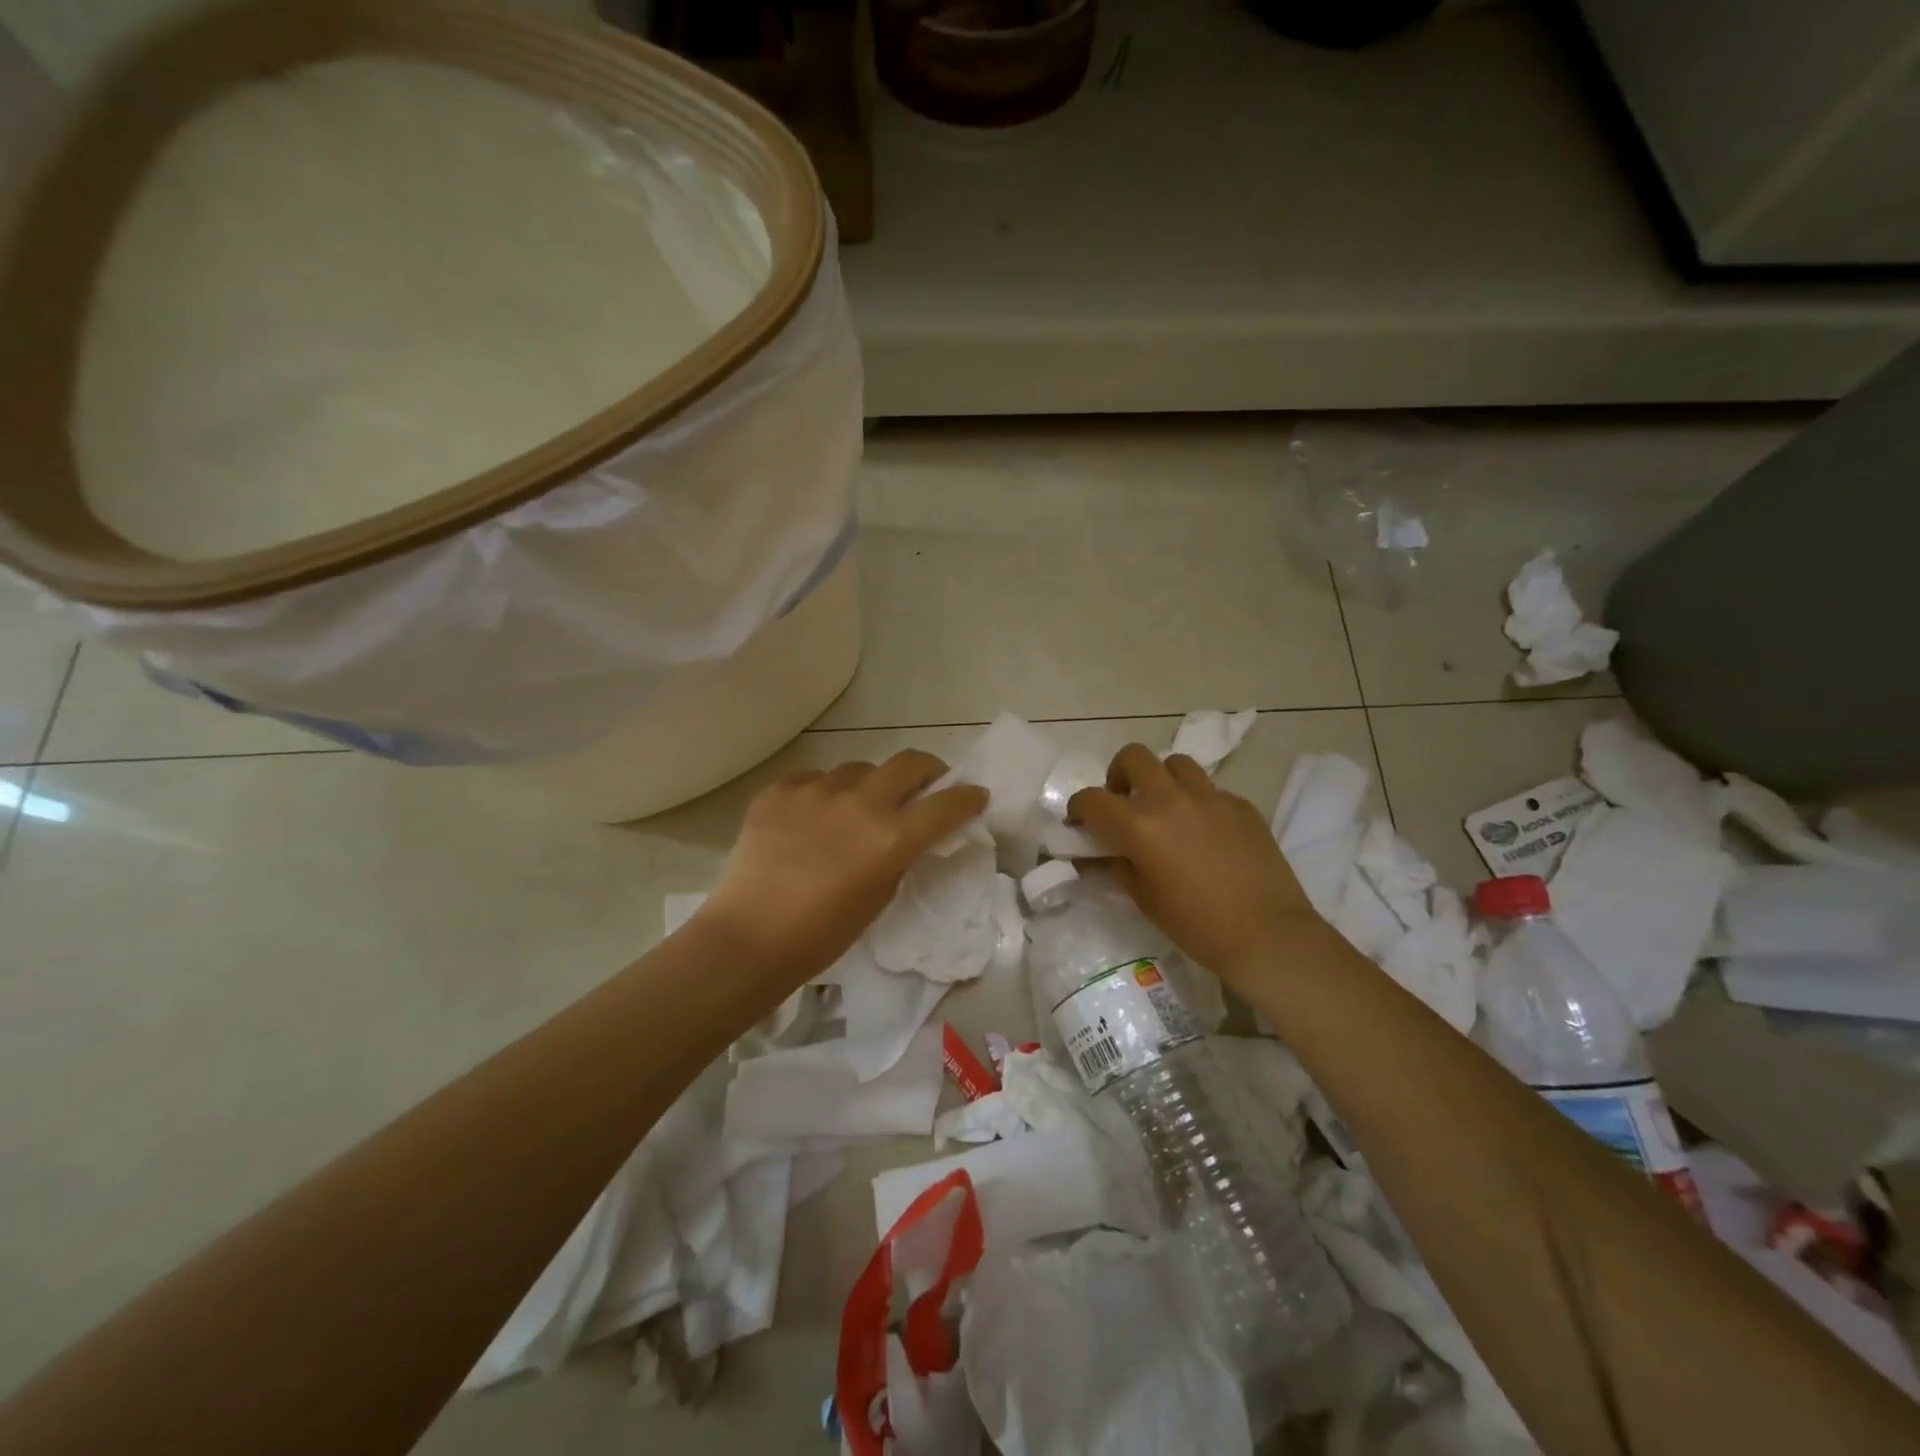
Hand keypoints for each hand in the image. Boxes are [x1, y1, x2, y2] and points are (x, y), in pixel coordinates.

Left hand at [698, 751, 987, 984]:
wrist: (749, 938)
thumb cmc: (823, 934)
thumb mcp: (880, 896)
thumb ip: (900, 855)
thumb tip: (907, 832)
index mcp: (891, 837)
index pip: (946, 804)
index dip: (968, 797)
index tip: (975, 795)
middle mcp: (859, 803)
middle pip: (908, 762)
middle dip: (927, 769)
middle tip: (925, 783)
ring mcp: (816, 791)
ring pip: (858, 768)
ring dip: (869, 784)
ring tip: (856, 807)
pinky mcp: (779, 790)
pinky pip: (813, 778)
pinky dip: (822, 793)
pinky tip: (811, 817)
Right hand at [1069, 744, 1327, 988]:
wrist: (1268, 935)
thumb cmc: (1197, 926)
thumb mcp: (1144, 899)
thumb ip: (1120, 866)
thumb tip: (1107, 854)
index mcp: (1140, 826)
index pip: (1092, 799)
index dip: (1078, 807)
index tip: (1080, 821)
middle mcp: (1171, 800)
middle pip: (1134, 757)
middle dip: (1119, 774)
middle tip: (1124, 801)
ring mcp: (1211, 798)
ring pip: (1176, 763)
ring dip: (1162, 779)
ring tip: (1166, 808)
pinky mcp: (1242, 805)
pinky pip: (1211, 789)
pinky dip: (1197, 801)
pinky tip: (1205, 831)